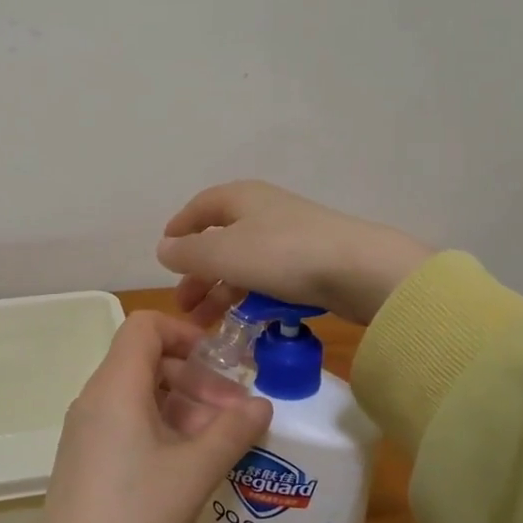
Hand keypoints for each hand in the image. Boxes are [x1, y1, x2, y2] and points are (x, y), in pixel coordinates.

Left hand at [39, 311, 272, 522]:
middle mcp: (97, 397)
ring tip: (219, 441)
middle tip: (234, 413)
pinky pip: (127, 420)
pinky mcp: (87, 455)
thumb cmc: (136, 513)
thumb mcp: (194, 471)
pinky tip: (189, 461)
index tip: (219, 362)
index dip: (185, 333)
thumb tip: (262, 404)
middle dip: (197, 379)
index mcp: (116, 386)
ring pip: (141, 394)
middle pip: (148, 361)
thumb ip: (232, 431)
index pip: (146, 326)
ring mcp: (88, 427)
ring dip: (184, 406)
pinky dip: (162, 426)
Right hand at [155, 180, 432, 327]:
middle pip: (220, 240)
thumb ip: (188, 252)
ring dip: (222, 292)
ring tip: (207, 324)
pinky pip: (269, 279)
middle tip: (185, 306)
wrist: (359, 270)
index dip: (179, 230)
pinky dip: (251, 297)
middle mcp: (264, 211)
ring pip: (244, 263)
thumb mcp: (224, 253)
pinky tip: (245, 322)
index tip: (164, 256)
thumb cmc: (282, 254)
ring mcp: (290, 237)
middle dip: (199, 274)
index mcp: (241, 198)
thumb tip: (163, 248)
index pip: (199, 208)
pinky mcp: (311, 263)